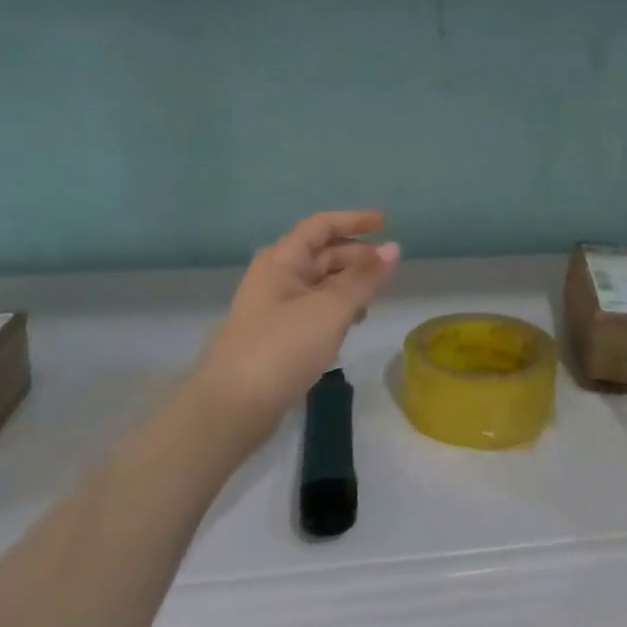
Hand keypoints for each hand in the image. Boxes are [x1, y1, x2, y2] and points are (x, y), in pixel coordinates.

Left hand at [195, 210, 400, 432]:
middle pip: (322, 253)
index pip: (321, 225)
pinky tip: (352, 324)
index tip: (387, 222)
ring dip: (349, 284)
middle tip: (389, 269)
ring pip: (320, 283)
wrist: (233, 406)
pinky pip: (315, 308)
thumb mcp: (331, 308)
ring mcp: (275, 306)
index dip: (354, 220)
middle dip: (356, 256)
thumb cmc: (283, 346)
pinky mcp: (278, 335)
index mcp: (282, 259)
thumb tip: (393, 248)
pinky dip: (337, 309)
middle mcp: (276, 276)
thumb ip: (364, 277)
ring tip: (374, 299)